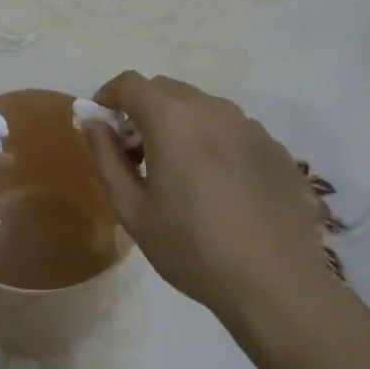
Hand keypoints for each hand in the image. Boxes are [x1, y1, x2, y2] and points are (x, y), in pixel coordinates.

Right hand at [81, 73, 342, 324]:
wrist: (276, 284)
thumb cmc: (193, 248)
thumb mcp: (133, 211)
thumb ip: (106, 158)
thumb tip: (93, 124)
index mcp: (172, 118)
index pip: (129, 83)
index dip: (108, 96)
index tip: (102, 124)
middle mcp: (211, 108)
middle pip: (165, 89)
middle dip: (142, 109)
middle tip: (136, 152)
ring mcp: (248, 125)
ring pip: (200, 106)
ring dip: (179, 122)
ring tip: (179, 169)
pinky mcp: (274, 146)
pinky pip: (231, 127)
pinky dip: (212, 139)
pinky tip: (218, 184)